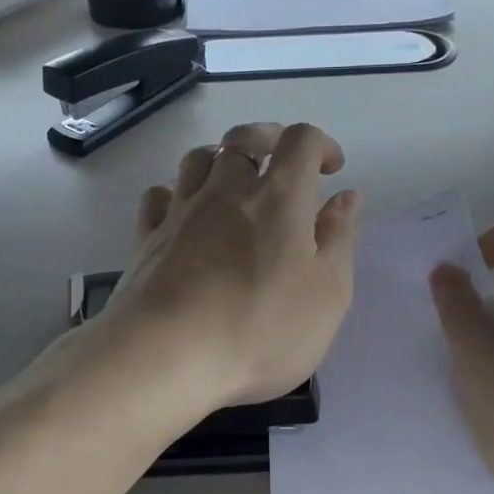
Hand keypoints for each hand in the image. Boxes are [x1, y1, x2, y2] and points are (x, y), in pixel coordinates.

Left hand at [101, 122, 362, 414]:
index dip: (321, 144)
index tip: (331, 170)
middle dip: (269, 138)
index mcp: (279, 197)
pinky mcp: (147, 238)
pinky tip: (185, 212)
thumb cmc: (261, 328)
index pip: (301, 140)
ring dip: (221, 159)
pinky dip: (177, 192)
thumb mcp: (328, 292)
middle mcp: (227, 190)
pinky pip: (160, 195)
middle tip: (283, 161)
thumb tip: (347, 196)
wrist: (166, 355)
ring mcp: (181, 211)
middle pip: (244, 138)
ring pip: (198, 158)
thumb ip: (340, 238)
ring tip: (234, 183)